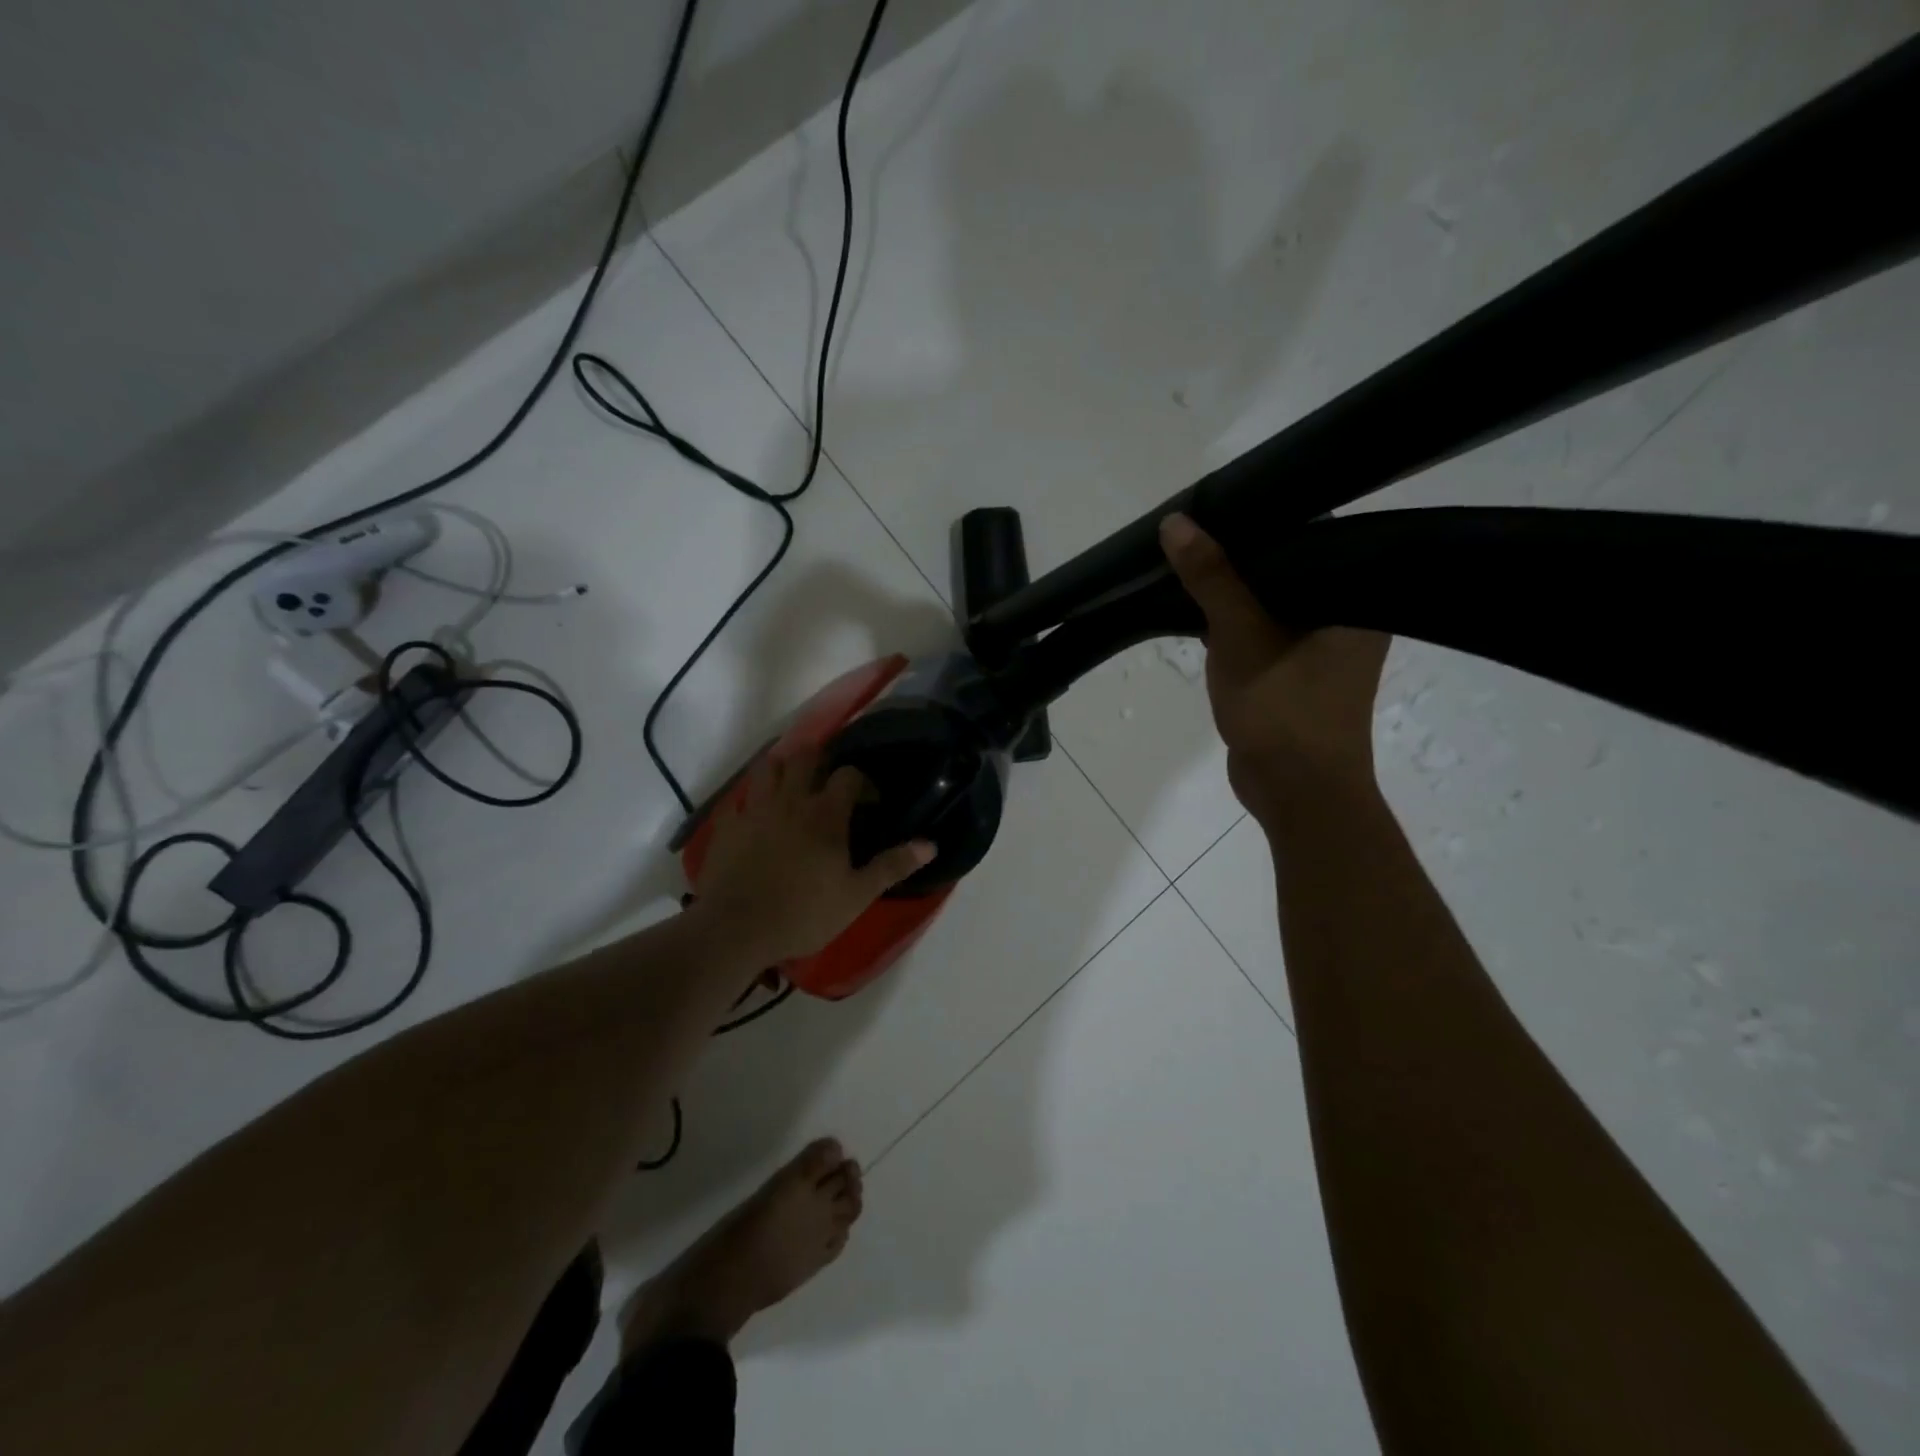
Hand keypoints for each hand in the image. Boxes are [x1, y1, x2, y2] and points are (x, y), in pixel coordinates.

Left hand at [692, 747, 935, 963]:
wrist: (736, 930)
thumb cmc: (804, 913)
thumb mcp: (857, 895)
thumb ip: (892, 866)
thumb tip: (930, 844)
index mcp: (825, 814)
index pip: (848, 775)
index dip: (862, 782)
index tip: (869, 801)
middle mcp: (790, 801)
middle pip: (805, 757)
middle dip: (819, 760)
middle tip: (827, 781)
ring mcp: (754, 809)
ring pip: (767, 768)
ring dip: (782, 768)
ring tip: (791, 785)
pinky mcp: (727, 825)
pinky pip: (737, 800)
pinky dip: (748, 800)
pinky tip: (754, 815)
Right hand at [1160, 513, 1389, 820]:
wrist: (1294, 793)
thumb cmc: (1283, 710)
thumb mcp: (1242, 635)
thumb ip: (1212, 578)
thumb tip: (1176, 523)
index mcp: (1356, 598)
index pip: (1317, 536)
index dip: (1270, 517)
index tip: (1224, 504)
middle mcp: (1347, 617)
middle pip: (1290, 568)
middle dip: (1242, 555)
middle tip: (1198, 530)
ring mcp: (1321, 648)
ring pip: (1271, 602)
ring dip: (1234, 591)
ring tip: (1192, 560)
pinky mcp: (1295, 672)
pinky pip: (1262, 632)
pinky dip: (1234, 623)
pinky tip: (1200, 609)